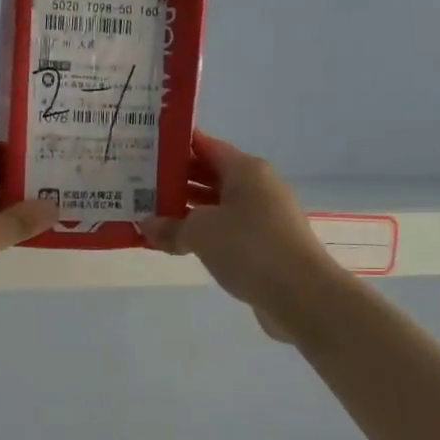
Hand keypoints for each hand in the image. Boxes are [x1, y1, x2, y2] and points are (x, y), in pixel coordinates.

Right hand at [139, 133, 341, 337]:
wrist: (300, 294)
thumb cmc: (249, 247)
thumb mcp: (200, 232)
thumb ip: (170, 227)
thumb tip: (147, 225)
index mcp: (246, 170)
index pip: (206, 146)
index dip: (178, 146)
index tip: (147, 148)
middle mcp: (257, 188)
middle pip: (211, 176)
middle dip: (177, 180)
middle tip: (139, 185)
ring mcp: (263, 218)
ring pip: (217, 206)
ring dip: (187, 211)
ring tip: (151, 215)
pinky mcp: (264, 246)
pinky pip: (225, 232)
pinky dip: (202, 234)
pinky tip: (177, 244)